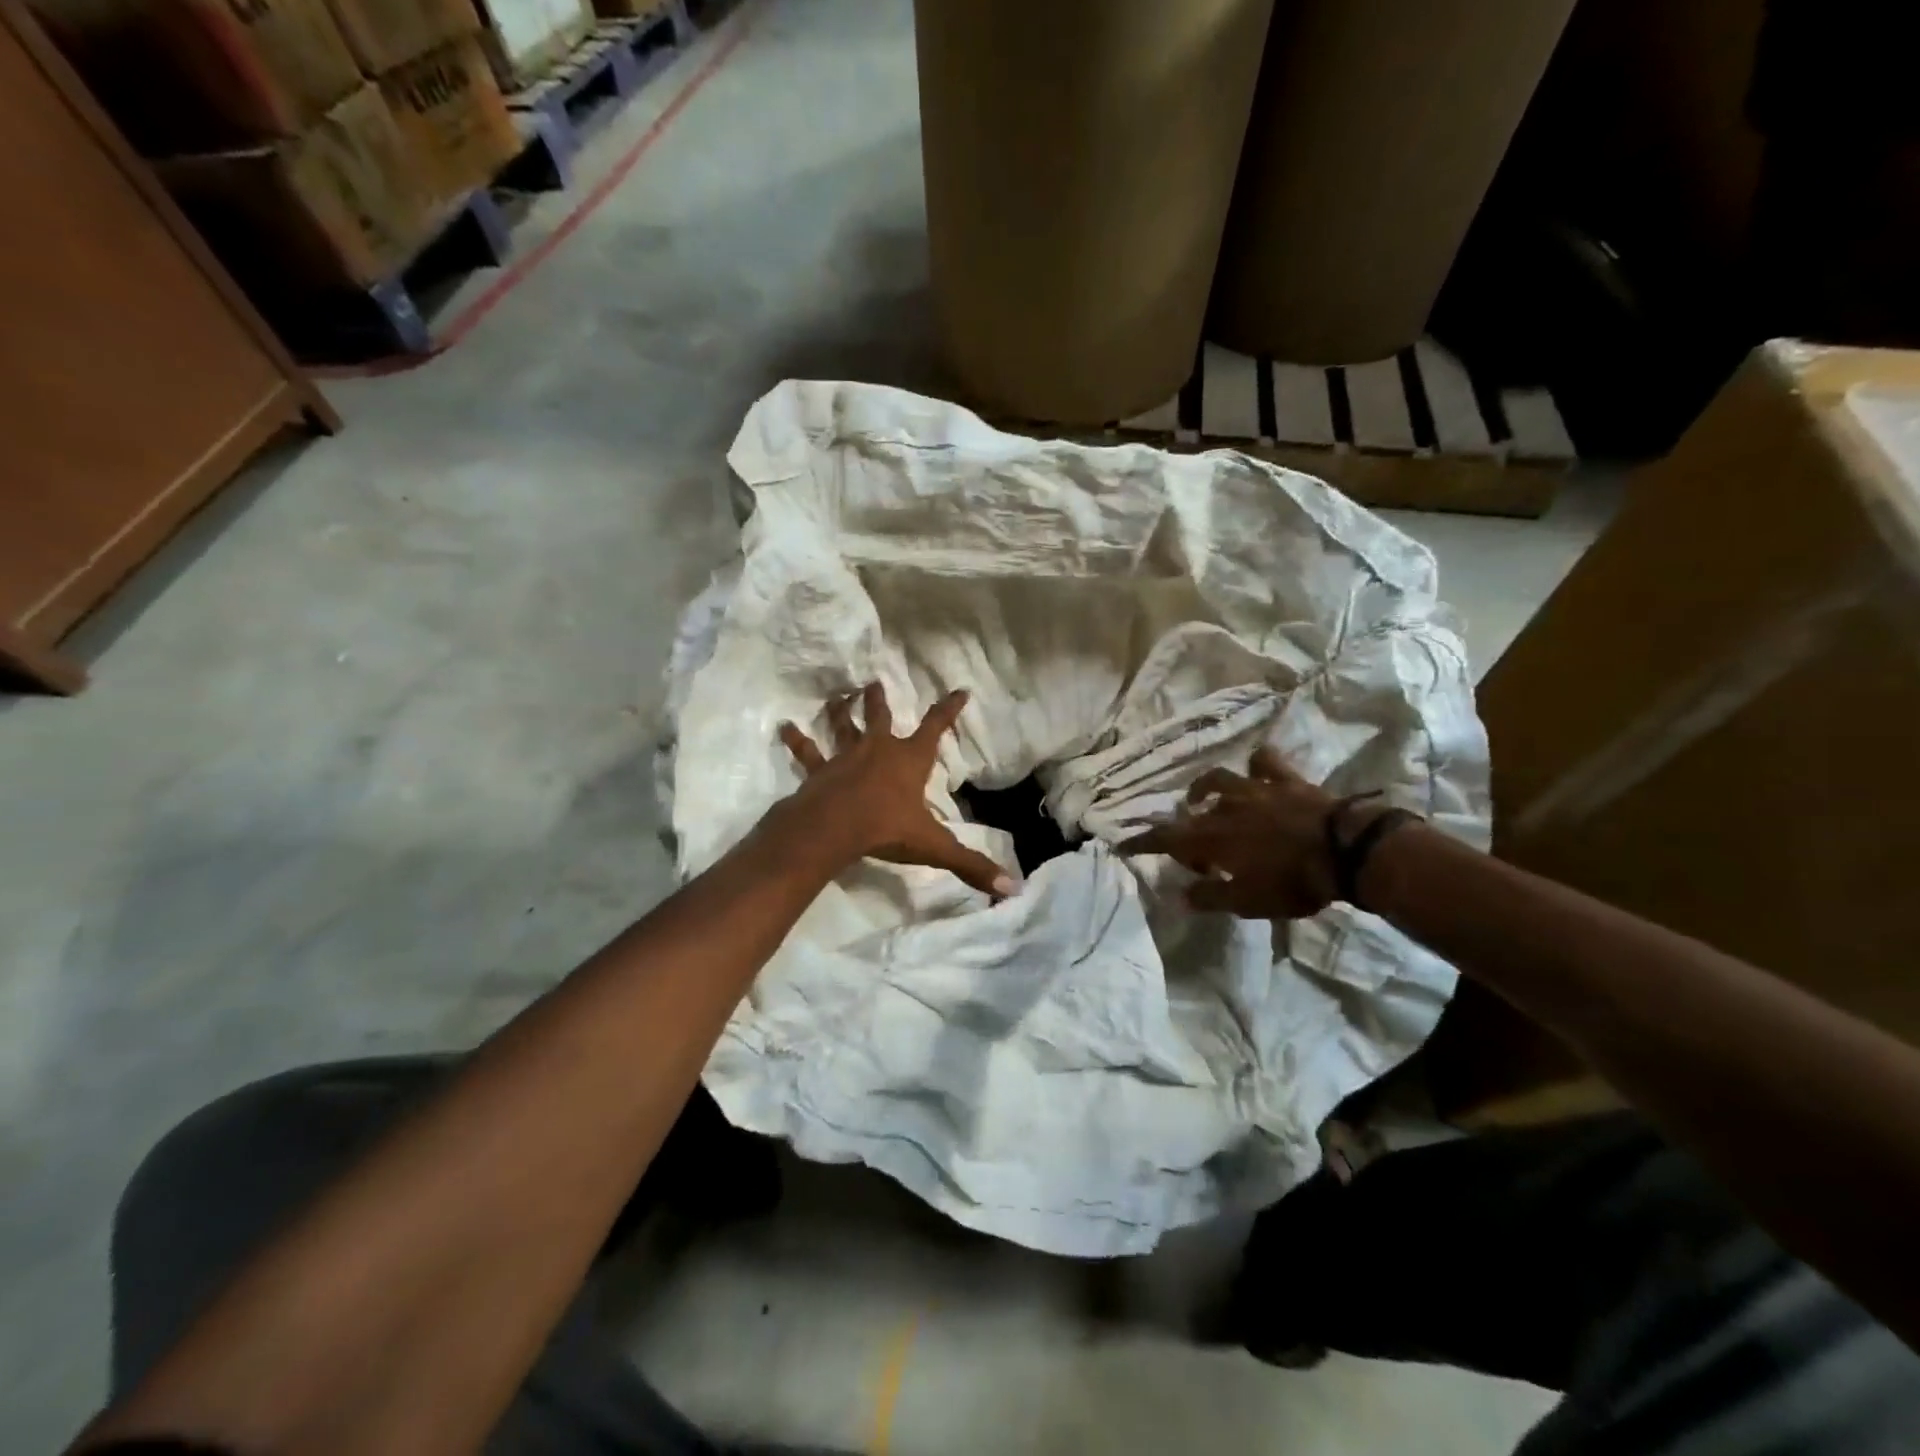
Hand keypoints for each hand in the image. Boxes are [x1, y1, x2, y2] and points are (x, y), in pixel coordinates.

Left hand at [776, 683, 1017, 899]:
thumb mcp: (934, 847)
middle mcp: (878, 750)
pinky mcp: (820, 770)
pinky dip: (797, 740)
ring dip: (841, 711)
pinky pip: (808, 752)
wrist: (834, 829)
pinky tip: (784, 727)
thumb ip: (971, 865)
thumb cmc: (886, 829)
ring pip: (844, 727)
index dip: (949, 710)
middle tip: (874, 682)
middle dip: (879, 700)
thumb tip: (1012, 888)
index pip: (936, 728)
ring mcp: (845, 757)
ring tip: (837, 695)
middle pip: (881, 718)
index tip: (959, 690)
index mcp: (910, 761)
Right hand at [1118, 746, 1349, 917]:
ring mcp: (1254, 788)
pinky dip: (1257, 764)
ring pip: (1219, 779)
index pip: (1164, 838)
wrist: (1344, 850)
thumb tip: (1178, 895)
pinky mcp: (1284, 780)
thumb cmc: (1291, 881)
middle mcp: (1223, 806)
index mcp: (1209, 837)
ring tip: (1204, 798)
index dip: (1142, 842)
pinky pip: (1264, 762)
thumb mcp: (1246, 902)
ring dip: (1206, 788)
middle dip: (1182, 826)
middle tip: (1191, 847)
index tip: (1124, 844)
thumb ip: (1209, 897)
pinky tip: (1255, 768)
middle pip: (1191, 812)